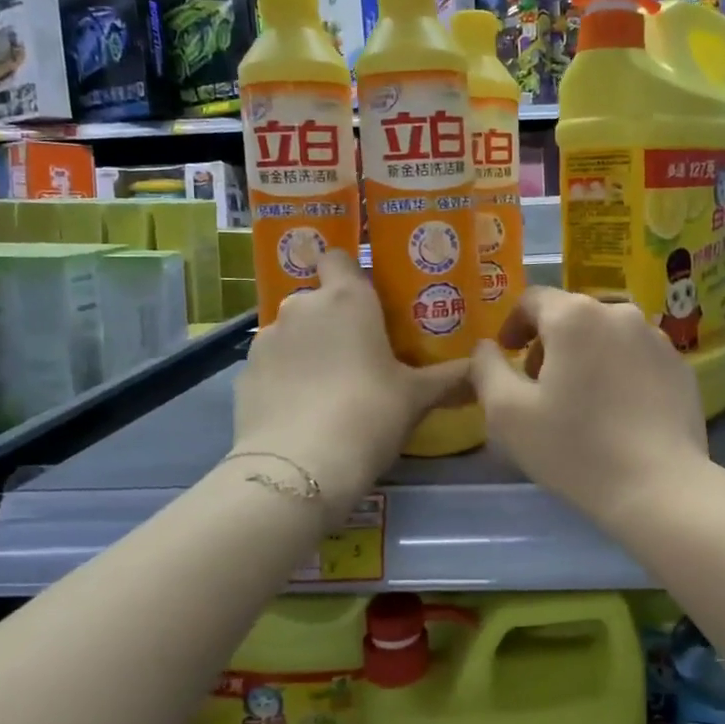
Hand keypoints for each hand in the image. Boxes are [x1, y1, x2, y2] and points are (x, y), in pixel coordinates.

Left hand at [232, 251, 468, 518]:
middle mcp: (301, 306)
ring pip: (292, 331)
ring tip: (328, 386)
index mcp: (346, 298)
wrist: (300, 466)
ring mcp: (266, 339)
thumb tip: (481, 367)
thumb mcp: (416, 397)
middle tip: (359, 352)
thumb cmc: (369, 414)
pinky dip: (285, 376)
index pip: (337, 257)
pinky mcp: (244, 373)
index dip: (348, 273)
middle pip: (317, 298)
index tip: (366, 299)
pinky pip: (272, 364)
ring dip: (308, 347)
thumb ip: (449, 377)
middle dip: (333, 318)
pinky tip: (300, 409)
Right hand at [470, 287, 709, 527]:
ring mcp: (657, 339)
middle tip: (539, 386)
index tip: (507, 355)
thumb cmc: (575, 446)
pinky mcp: (681, 368)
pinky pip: (638, 358)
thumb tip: (486, 348)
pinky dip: (620, 373)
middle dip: (549, 344)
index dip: (513, 325)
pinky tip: (618, 414)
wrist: (659, 488)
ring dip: (586, 357)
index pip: (532, 300)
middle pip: (572, 316)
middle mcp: (619, 313)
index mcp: (575, 316)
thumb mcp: (507, 413)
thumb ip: (486, 369)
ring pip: (608, 336)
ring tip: (581, 402)